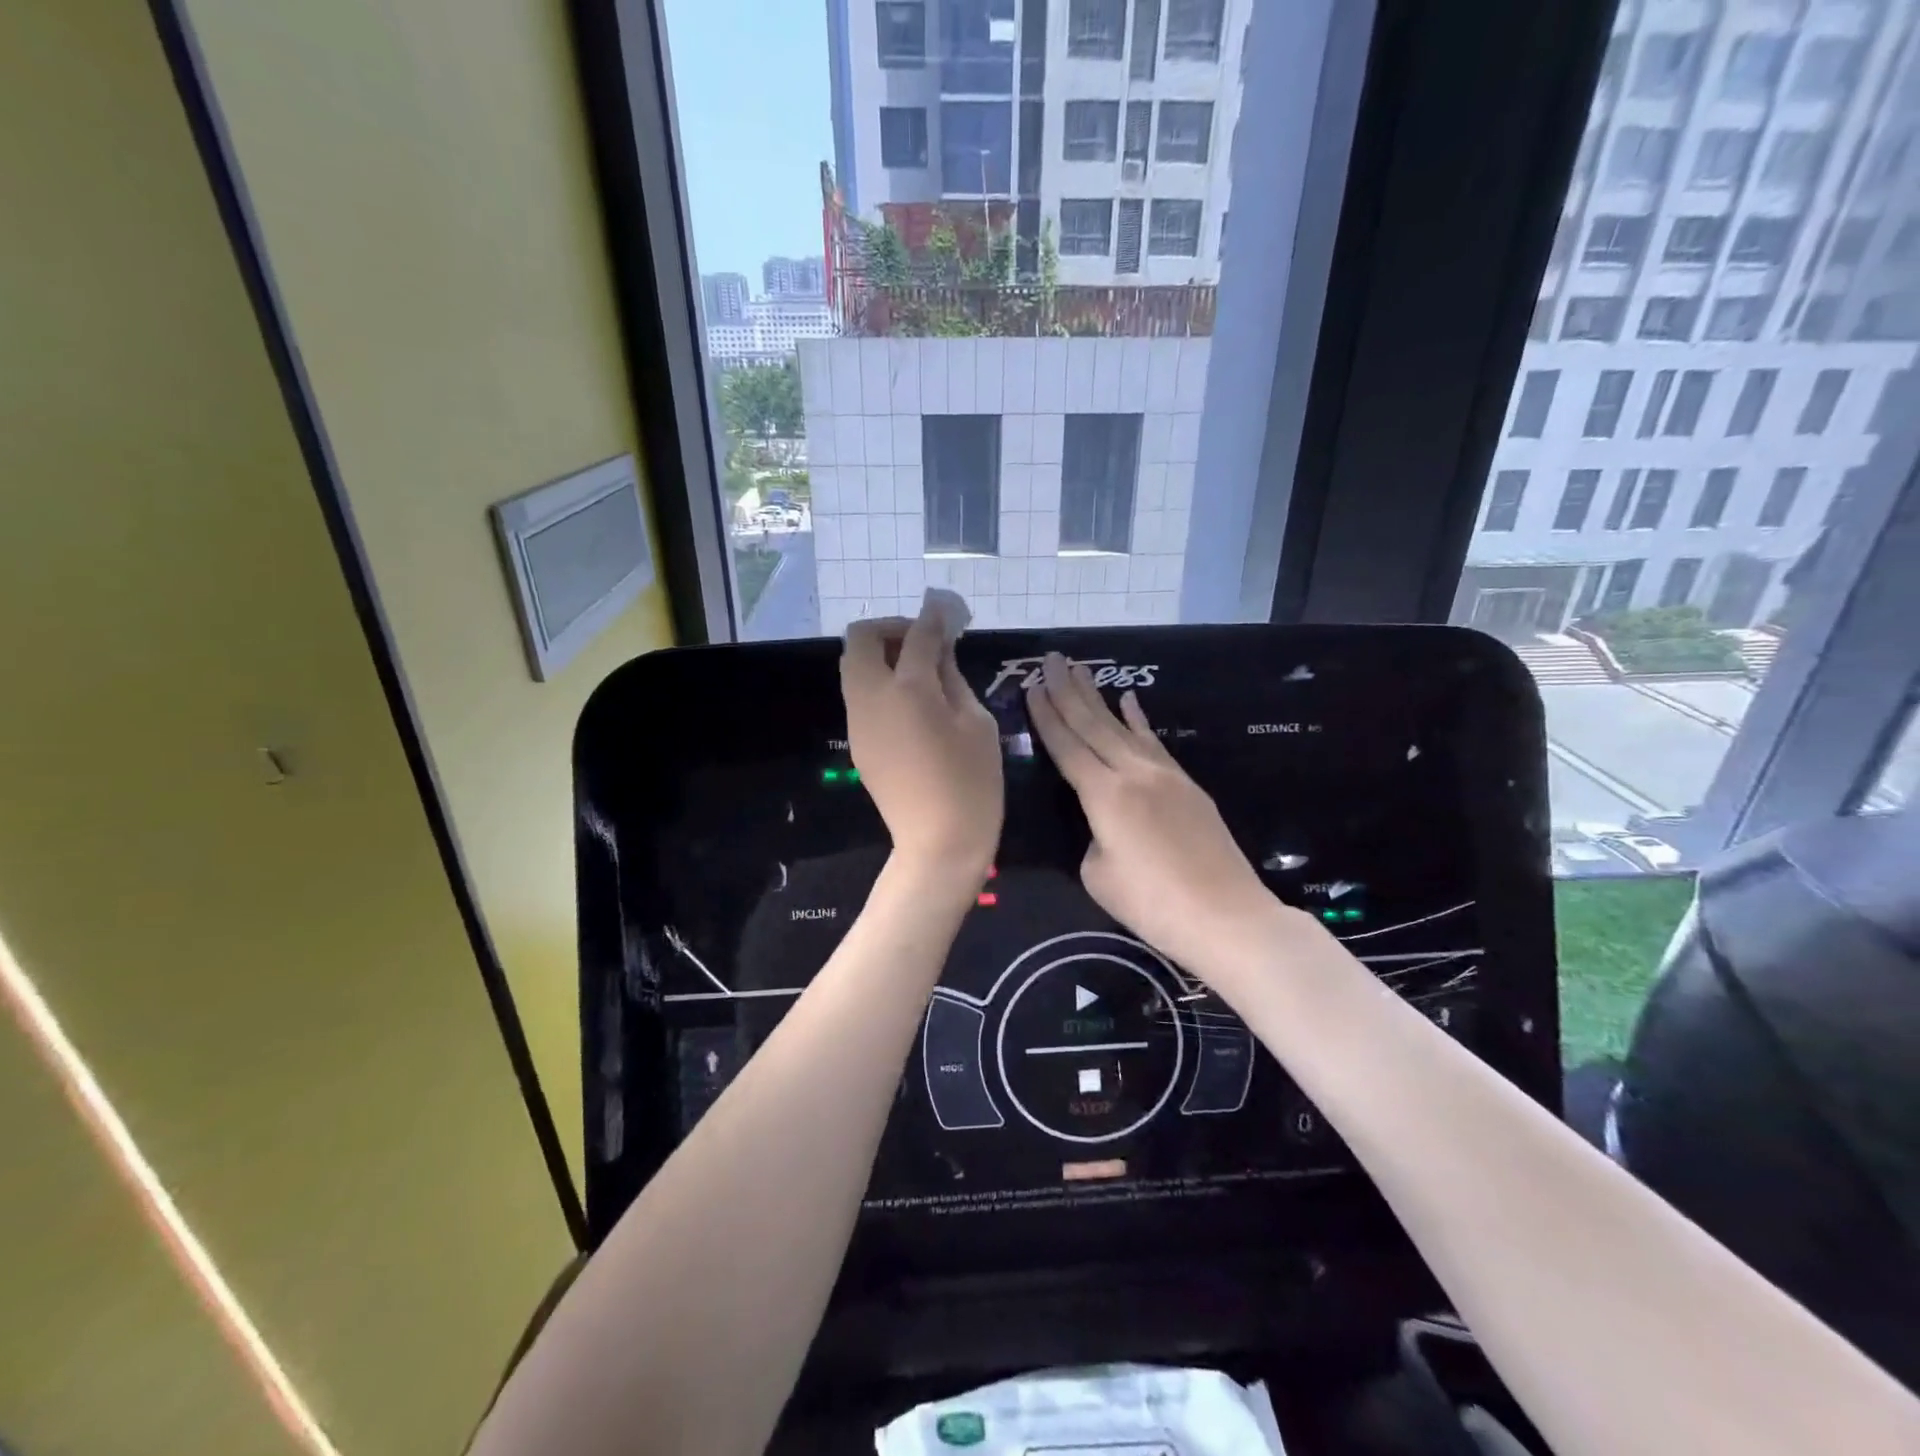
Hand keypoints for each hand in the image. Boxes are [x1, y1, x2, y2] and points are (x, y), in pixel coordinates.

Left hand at [841, 596, 1002, 882]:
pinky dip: (878, 682)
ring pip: (853, 667)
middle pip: (860, 639)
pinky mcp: (858, 742)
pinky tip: (910, 703)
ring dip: (880, 655)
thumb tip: (940, 649)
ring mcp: (858, 721)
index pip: (916, 635)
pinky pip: (860, 695)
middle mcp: (872, 697)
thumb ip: (954, 678)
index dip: (933, 616)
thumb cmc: (972, 783)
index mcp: (908, 689)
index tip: (945, 608)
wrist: (938, 844)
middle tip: (924, 643)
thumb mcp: (977, 723)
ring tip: (920, 671)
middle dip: (890, 629)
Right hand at [1026, 652, 1273, 971]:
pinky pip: (1153, 742)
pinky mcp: (1187, 784)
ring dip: (1099, 697)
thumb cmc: (1153, 905)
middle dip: (1068, 690)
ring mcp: (1164, 775)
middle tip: (1051, 659)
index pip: (1066, 746)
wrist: (1226, 917)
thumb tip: (1103, 823)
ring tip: (1081, 669)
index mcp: (1103, 795)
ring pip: (1123, 727)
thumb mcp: (1098, 875)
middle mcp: (1132, 772)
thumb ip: (1092, 837)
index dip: (1046, 715)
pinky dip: (1139, 719)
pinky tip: (1130, 700)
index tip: (1031, 685)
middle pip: (1093, 724)